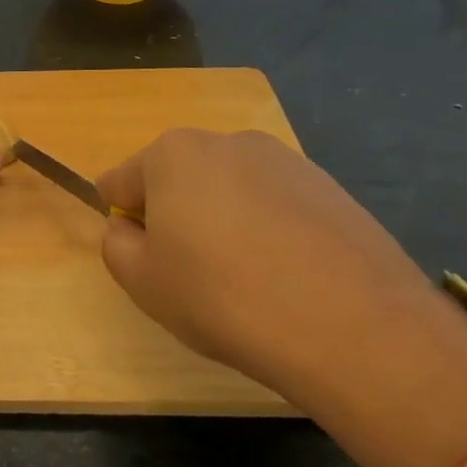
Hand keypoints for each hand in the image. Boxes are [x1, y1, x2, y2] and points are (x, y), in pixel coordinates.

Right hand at [96, 130, 466, 464]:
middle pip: (178, 180)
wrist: (350, 324)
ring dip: (222, 223)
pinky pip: (275, 206)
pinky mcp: (330, 187)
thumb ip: (116, 244)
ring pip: (229, 192)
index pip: (120, 181)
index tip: (142, 260)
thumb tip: (129, 228)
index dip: (122, 222)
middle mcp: (228, 142)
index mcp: (172, 153)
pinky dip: (268, 232)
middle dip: (175, 217)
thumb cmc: (221, 295)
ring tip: (245, 279)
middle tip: (192, 273)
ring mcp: (286, 161)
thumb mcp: (141, 281)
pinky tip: (286, 276)